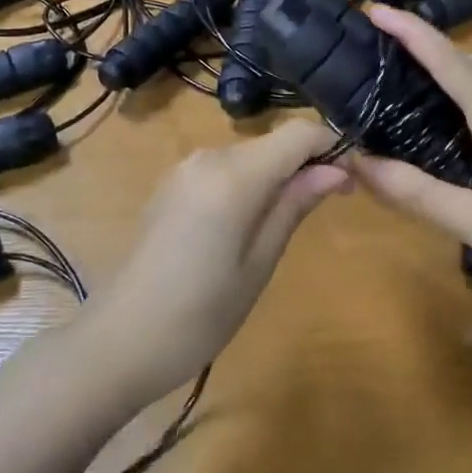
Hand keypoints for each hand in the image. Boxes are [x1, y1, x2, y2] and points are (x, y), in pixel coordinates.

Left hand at [83, 118, 348, 405]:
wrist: (120, 340)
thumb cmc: (200, 314)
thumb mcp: (259, 263)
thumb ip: (294, 205)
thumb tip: (337, 169)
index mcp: (232, 175)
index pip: (298, 133)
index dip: (330, 147)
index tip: (352, 180)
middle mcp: (207, 157)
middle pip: (272, 142)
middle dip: (306, 164)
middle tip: (327, 207)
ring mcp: (184, 169)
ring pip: (249, 155)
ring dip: (277, 175)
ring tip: (289, 223)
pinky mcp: (171, 185)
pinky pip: (223, 169)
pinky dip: (248, 184)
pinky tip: (246, 226)